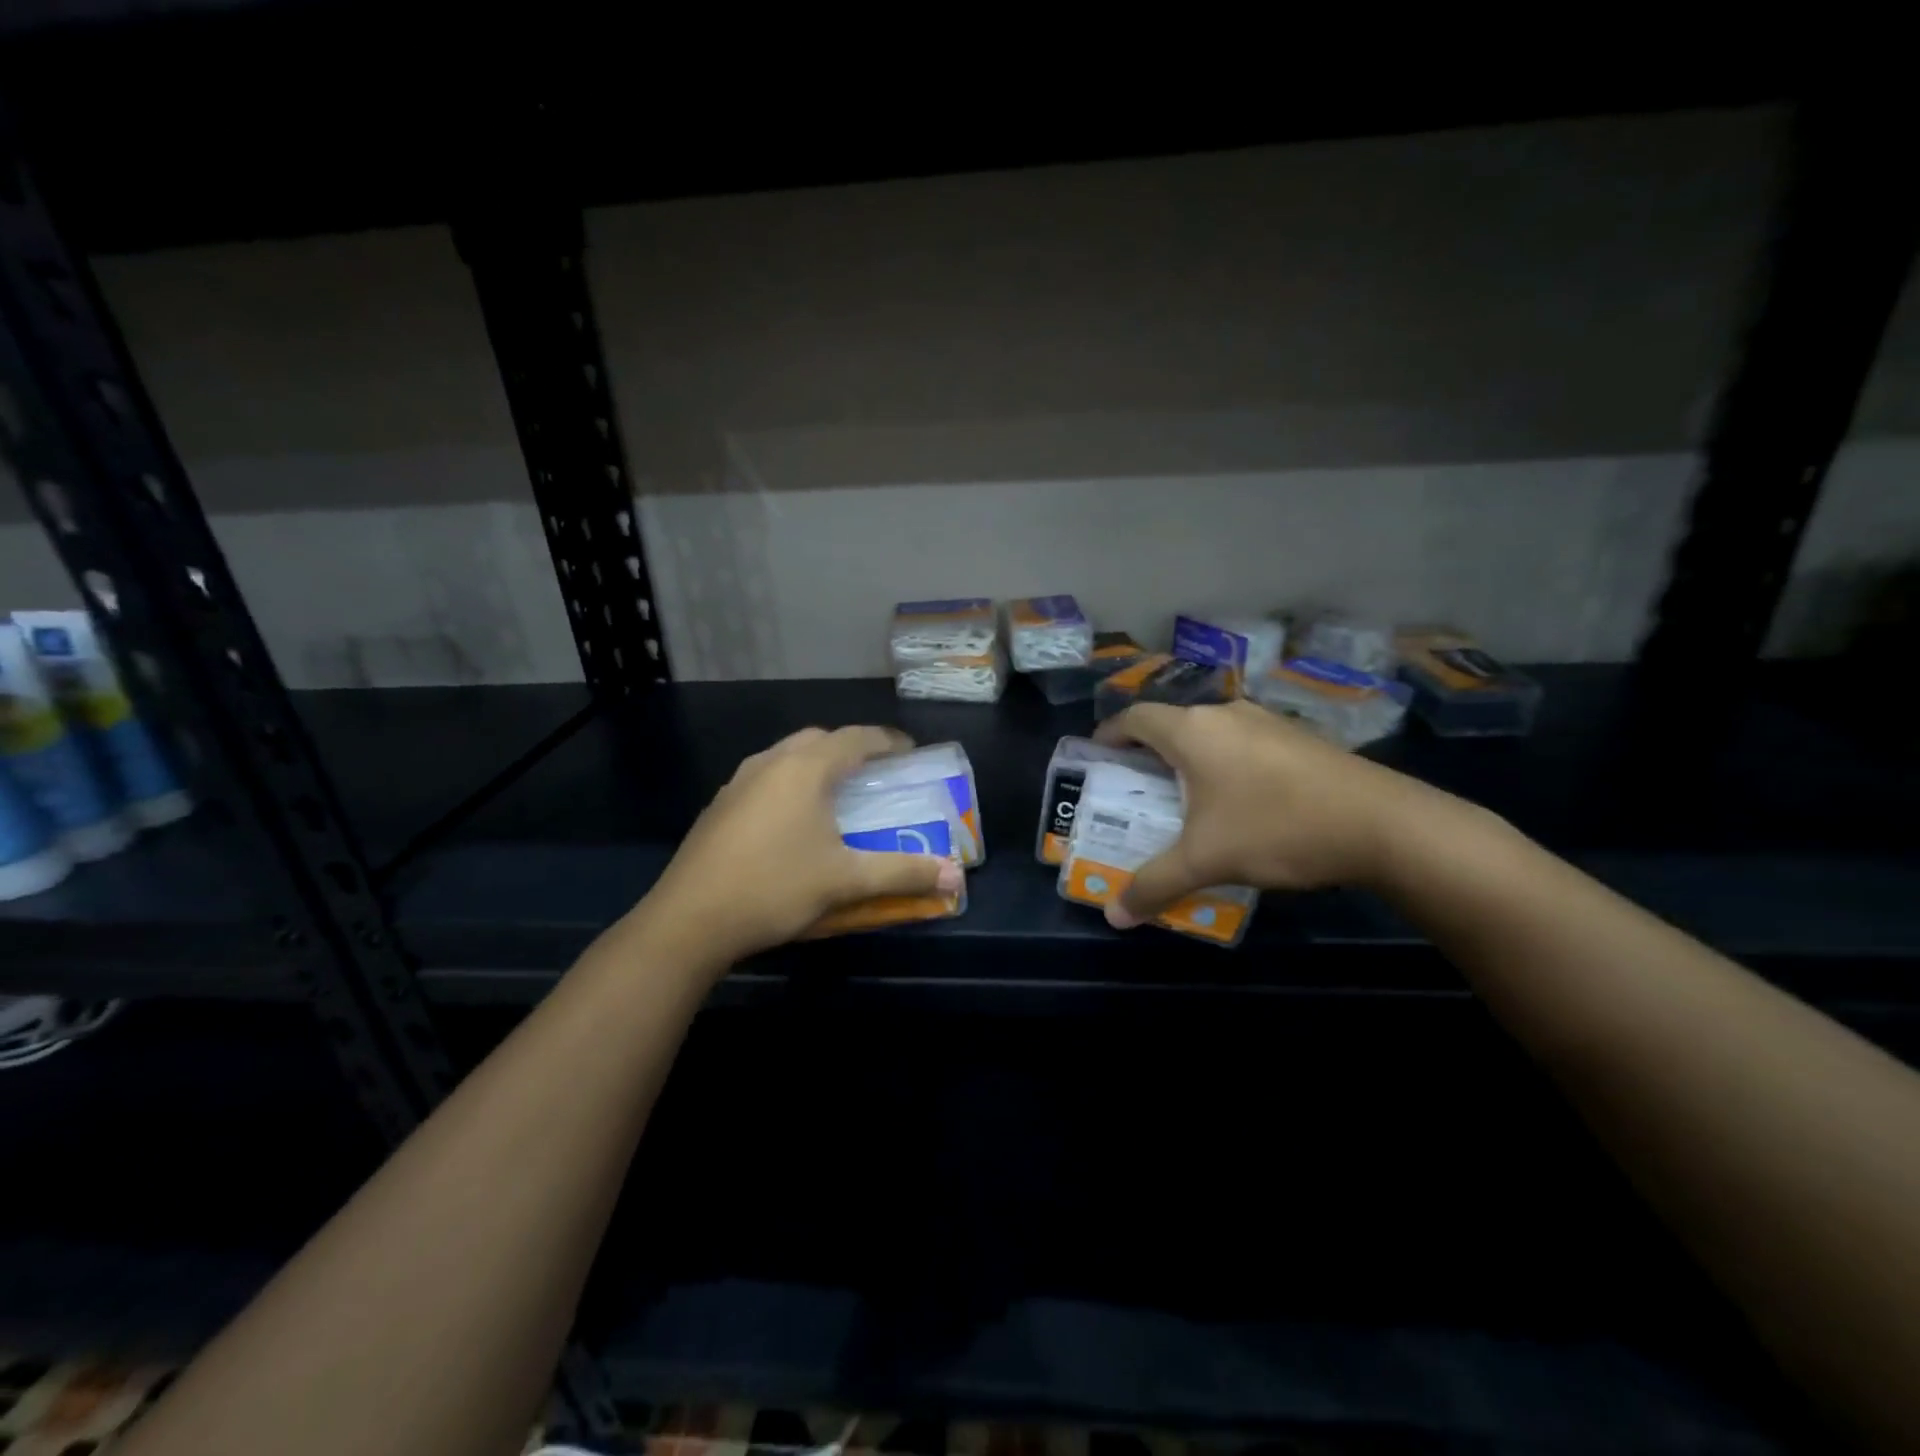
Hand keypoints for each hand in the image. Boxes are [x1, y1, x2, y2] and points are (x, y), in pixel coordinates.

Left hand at [640, 725, 961, 965]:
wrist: (688, 920)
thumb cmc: (774, 888)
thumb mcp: (846, 881)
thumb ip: (902, 873)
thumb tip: (955, 876)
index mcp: (805, 769)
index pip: (856, 738)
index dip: (888, 742)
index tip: (910, 753)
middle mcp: (771, 763)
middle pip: (819, 739)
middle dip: (851, 748)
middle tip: (875, 773)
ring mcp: (738, 782)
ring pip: (787, 756)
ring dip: (817, 764)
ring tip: (836, 793)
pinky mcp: (720, 806)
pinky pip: (766, 777)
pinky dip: (790, 783)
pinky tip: (792, 820)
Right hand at [1093, 699, 1441, 926]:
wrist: (1382, 823)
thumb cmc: (1276, 828)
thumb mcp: (1206, 860)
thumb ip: (1154, 884)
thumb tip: (1113, 916)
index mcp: (1193, 731)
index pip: (1136, 717)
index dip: (1111, 734)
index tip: (1098, 756)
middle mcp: (1226, 715)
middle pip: (1172, 725)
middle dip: (1149, 754)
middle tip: (1137, 789)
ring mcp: (1268, 722)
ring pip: (1211, 734)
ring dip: (1191, 760)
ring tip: (1185, 799)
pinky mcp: (1299, 739)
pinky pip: (1244, 744)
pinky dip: (1226, 765)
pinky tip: (1240, 802)